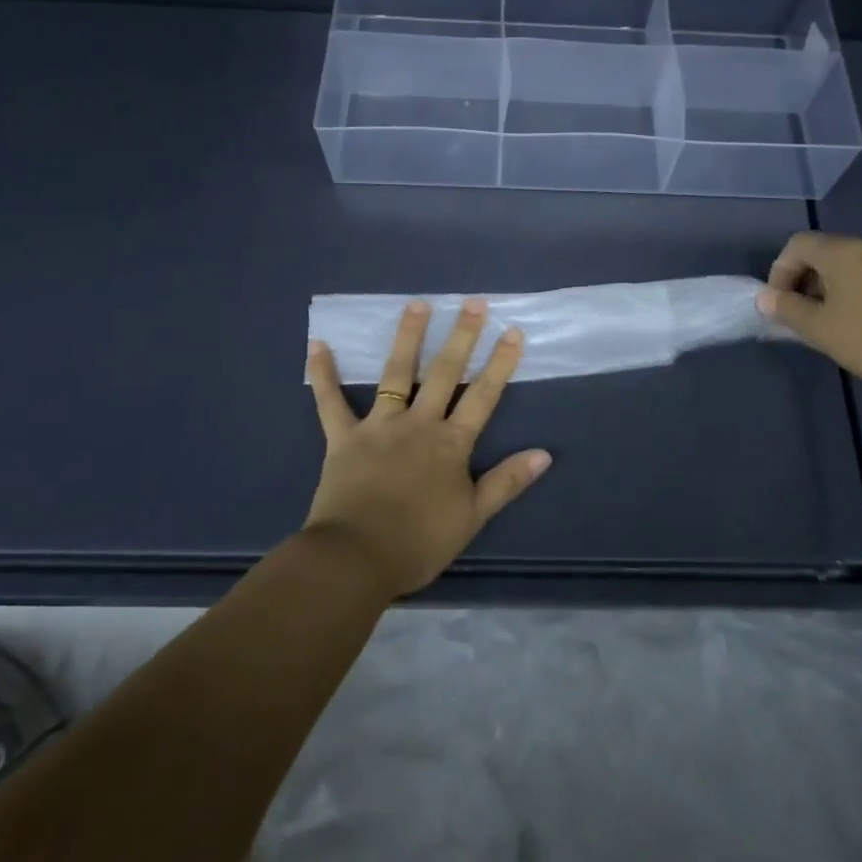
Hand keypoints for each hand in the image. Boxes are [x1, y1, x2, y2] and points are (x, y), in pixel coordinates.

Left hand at [304, 299, 551, 596]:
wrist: (357, 558)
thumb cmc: (418, 543)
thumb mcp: (472, 517)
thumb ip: (506, 482)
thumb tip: (543, 454)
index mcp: (451, 444)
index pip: (482, 397)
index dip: (499, 364)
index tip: (512, 332)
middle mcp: (418, 424)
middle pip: (444, 374)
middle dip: (461, 337)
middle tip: (473, 303)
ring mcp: (379, 426)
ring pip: (396, 374)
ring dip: (407, 337)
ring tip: (417, 304)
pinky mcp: (343, 437)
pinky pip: (331, 401)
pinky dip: (323, 373)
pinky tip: (318, 344)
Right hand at [757, 234, 861, 392]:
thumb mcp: (820, 328)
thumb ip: (787, 309)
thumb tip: (763, 298)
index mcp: (839, 252)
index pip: (795, 246)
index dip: (779, 272)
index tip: (781, 306)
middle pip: (817, 255)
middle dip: (799, 284)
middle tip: (799, 318)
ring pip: (840, 270)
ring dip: (822, 293)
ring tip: (823, 327)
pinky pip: (861, 280)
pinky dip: (845, 297)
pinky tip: (851, 328)